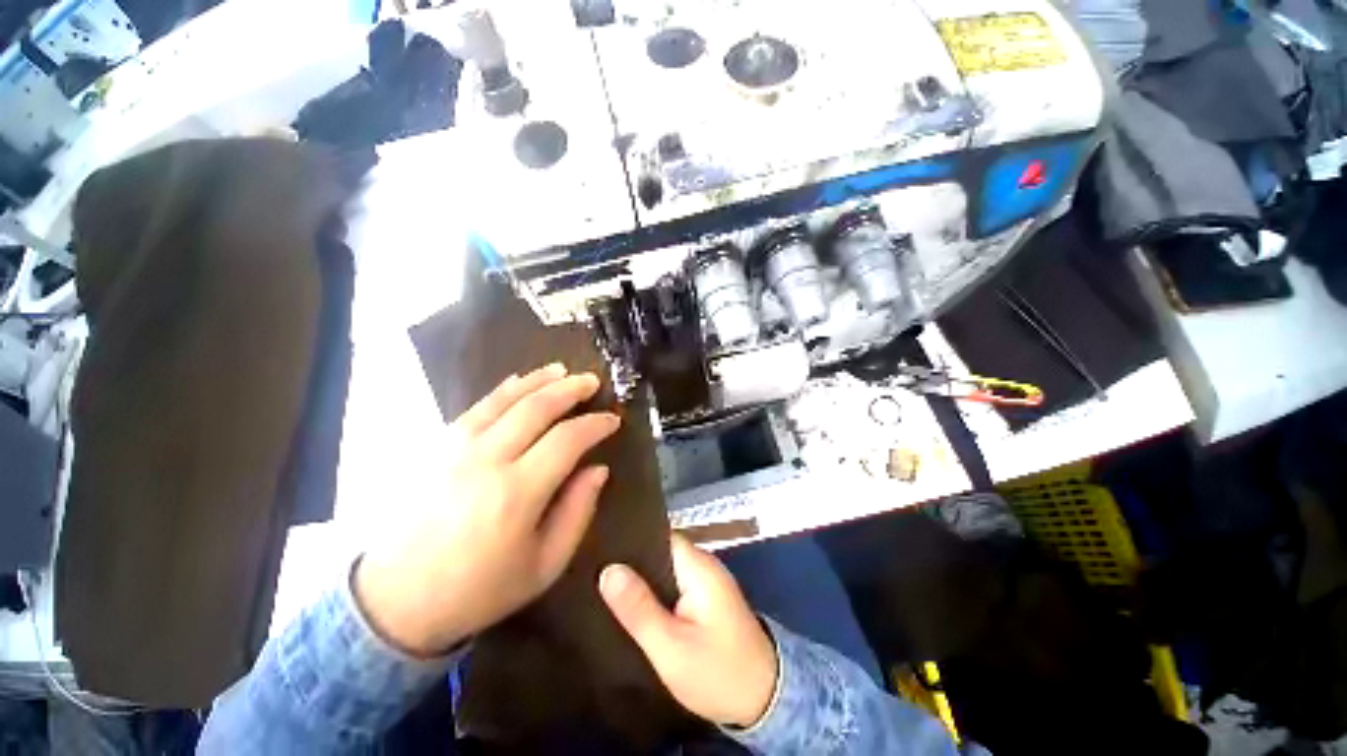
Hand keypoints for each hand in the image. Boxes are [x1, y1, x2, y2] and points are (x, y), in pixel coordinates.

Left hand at [355, 363, 619, 656]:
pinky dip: (504, 390)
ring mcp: (455, 449)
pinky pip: (476, 407)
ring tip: (562, 370)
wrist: (395, 602)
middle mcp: (487, 460)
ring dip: (538, 380)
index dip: (595, 425)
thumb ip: (577, 512)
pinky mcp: (435, 447)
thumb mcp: (544, 565)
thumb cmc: (478, 589)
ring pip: (505, 399)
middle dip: (570, 389)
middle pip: (537, 408)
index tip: (612, 420)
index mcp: (517, 493)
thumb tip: (598, 469)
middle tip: (592, 381)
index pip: (568, 440)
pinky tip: (518, 382)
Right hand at [599, 534, 778, 727]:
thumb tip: (608, 570)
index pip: (658, 536)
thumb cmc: (717, 673)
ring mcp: (708, 580)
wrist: (765, 699)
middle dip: (632, 560)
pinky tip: (633, 601)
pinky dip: (656, 590)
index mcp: (698, 566)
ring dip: (643, 577)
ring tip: (605, 583)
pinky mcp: (708, 597)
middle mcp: (704, 564)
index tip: (600, 547)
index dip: (630, 540)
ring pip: (666, 568)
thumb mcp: (671, 647)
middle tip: (595, 570)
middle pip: (661, 550)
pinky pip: (675, 582)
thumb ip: (639, 608)